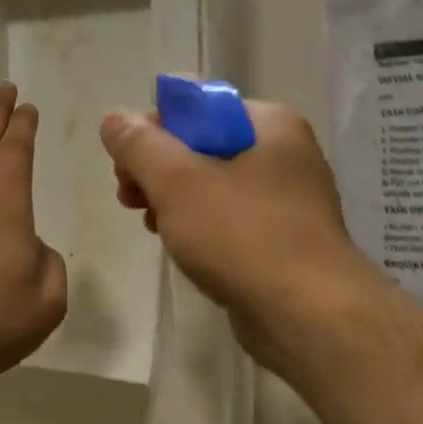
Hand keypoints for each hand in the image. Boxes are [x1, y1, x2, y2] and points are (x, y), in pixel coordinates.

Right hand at [100, 100, 380, 378]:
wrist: (308, 316)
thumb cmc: (241, 235)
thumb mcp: (176, 181)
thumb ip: (139, 145)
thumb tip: (114, 120)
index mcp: (269, 124)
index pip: (197, 108)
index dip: (151, 130)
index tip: (123, 164)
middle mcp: (284, 154)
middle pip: (201, 147)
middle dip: (157, 170)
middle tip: (127, 197)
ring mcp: (287, 201)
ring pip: (212, 186)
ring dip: (172, 200)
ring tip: (148, 224)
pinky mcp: (282, 241)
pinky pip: (229, 220)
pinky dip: (198, 227)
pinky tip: (177, 246)